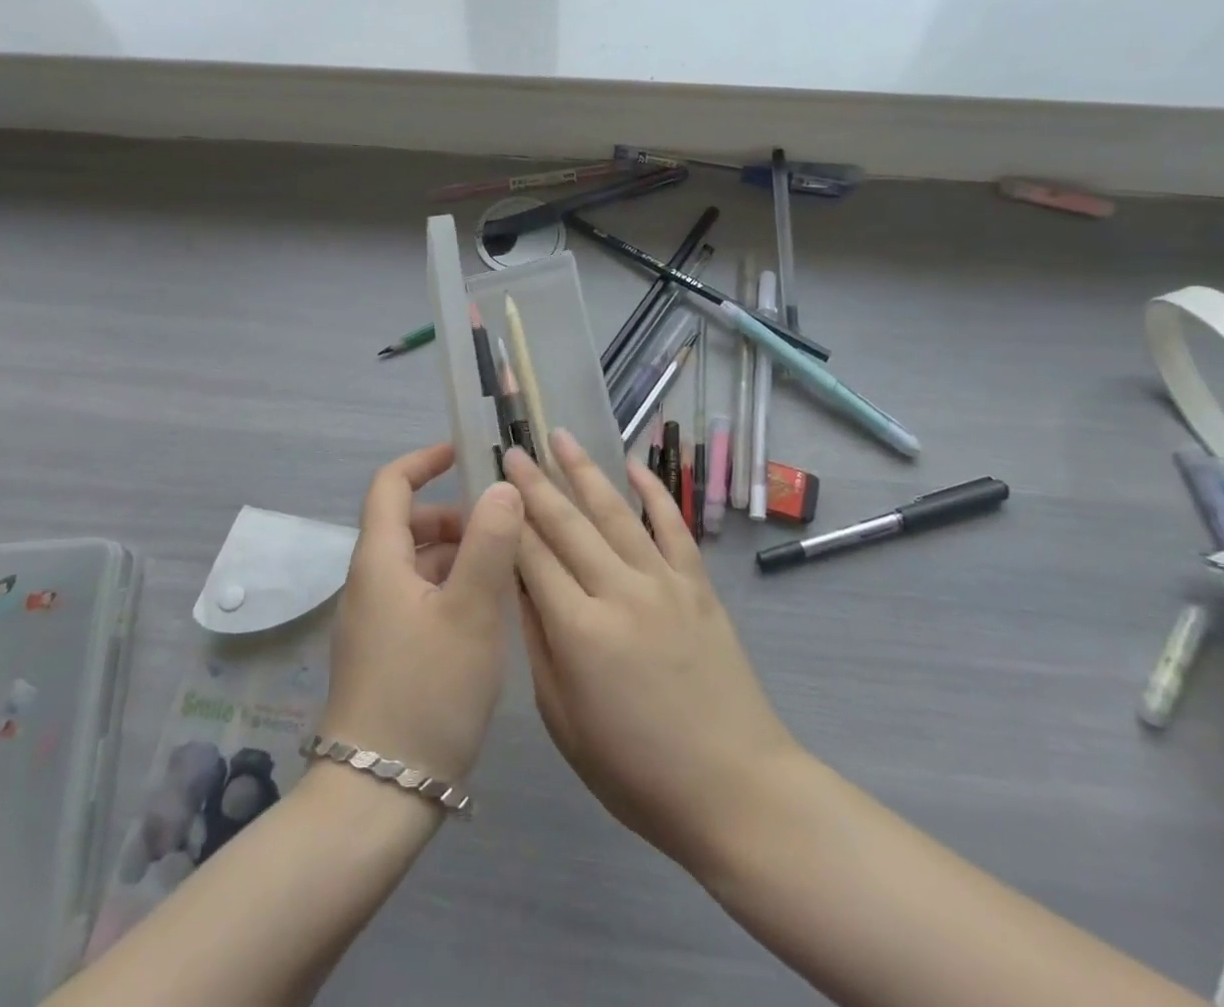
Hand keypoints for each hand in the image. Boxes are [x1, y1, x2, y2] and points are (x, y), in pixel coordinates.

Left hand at [318, 442, 523, 785]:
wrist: (377, 798)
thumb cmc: (426, 692)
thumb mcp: (470, 612)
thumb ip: (490, 543)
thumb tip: (502, 487)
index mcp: (380, 560)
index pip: (391, 484)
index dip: (425, 460)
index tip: (465, 454)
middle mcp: (369, 583)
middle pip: (409, 525)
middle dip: (456, 517)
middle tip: (505, 531)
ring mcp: (374, 622)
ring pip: (418, 565)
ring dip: (458, 556)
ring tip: (507, 575)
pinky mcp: (385, 654)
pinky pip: (419, 599)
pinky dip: (451, 590)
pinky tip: (487, 618)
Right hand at [506, 433, 801, 873]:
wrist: (735, 788)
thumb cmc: (636, 771)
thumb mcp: (564, 721)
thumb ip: (538, 645)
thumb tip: (517, 585)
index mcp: (579, 630)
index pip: (531, 557)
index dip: (506, 519)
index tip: (488, 486)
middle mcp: (619, 591)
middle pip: (568, 524)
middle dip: (535, 483)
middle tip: (513, 448)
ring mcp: (664, 583)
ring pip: (616, 512)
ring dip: (585, 471)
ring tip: (561, 437)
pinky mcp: (698, 585)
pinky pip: (673, 526)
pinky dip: (654, 491)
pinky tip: (635, 465)